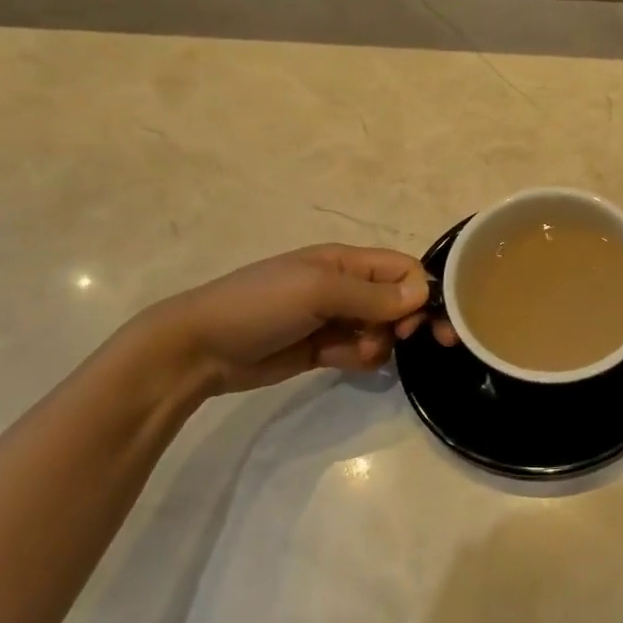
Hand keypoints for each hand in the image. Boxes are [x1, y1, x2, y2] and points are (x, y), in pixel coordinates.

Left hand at [140, 245, 429, 394]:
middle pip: (399, 301)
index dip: (420, 293)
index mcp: (347, 262)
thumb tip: (422, 295)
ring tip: (352, 352)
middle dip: (407, 322)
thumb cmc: (260, 305)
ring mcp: (334, 319)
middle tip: (406, 342)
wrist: (200, 349)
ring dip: (378, 343)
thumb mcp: (318, 291)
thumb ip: (372, 295)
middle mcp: (347, 286)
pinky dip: (360, 358)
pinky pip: (360, 352)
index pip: (403, 269)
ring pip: (382, 331)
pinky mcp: (323, 349)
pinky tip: (339, 361)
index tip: (418, 323)